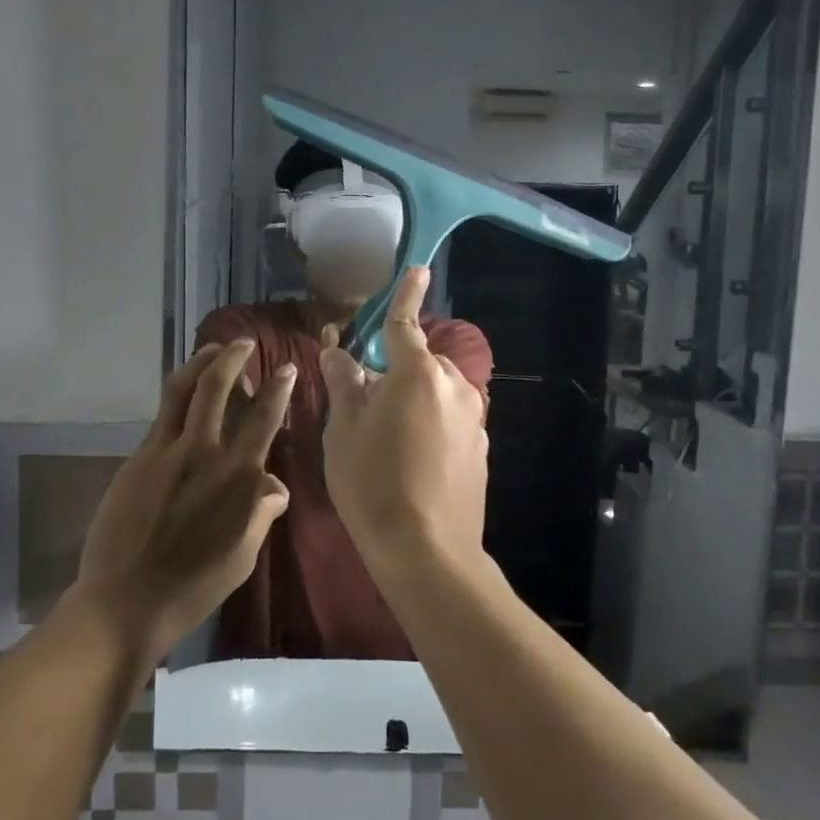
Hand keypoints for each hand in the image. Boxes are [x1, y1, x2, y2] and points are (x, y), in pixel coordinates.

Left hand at [74, 340, 296, 656]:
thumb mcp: (244, 554)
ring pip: (181, 390)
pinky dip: (177, 399)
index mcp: (236, 476)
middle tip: (242, 343)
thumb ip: (261, 512)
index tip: (286, 367)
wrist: (127, 600)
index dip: (277, 388)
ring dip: (199, 363)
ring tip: (211, 351)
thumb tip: (274, 485)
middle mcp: (202, 452)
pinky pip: (161, 418)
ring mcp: (164, 452)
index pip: (264, 418)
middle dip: (232, 357)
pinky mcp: (136, 460)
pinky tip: (183, 401)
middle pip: (216, 387)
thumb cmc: (195, 585)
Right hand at [318, 267, 488, 574]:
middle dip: (398, 370)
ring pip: (437, 392)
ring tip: (389, 440)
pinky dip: (433, 423)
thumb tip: (337, 350)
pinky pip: (451, 419)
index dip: (407, 294)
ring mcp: (474, 418)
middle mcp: (454, 386)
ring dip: (415, 399)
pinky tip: (415, 462)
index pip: (406, 323)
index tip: (417, 269)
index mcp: (417, 373)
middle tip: (368, 405)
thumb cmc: (372, 483)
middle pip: (421, 362)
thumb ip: (344, 382)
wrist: (426, 550)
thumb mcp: (344, 430)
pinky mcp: (482, 448)